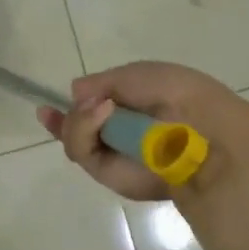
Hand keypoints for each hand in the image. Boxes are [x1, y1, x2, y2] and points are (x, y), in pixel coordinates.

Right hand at [38, 61, 248, 201]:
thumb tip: (76, 91)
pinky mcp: (112, 175)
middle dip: (68, 118)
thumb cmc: (177, 93)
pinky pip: (83, 153)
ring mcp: (116, 156)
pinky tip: (101, 115)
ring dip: (78, 121)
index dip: (73, 109)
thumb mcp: (139, 74)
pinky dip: (84, 130)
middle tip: (77, 106)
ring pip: (76, 141)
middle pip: (79, 129)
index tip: (47, 107)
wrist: (202, 131)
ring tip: (100, 109)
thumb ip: (104, 82)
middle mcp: (123, 134)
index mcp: (136, 108)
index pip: (96, 110)